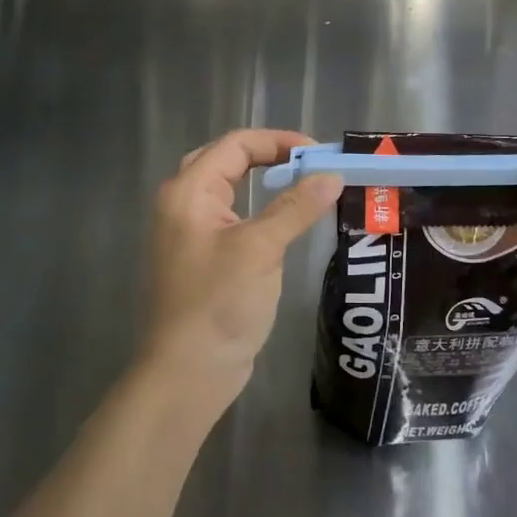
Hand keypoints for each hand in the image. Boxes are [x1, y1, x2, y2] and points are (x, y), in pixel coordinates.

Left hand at [143, 129, 342, 411]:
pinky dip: (260, 210)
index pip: (235, 145)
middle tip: (311, 164)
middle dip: (270, 156)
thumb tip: (332, 176)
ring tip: (304, 184)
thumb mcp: (260, 249)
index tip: (319, 153)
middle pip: (229, 160)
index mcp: (188, 192)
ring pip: (230, 189)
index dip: (278, 141)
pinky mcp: (203, 258)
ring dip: (265, 181)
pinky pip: (233, 218)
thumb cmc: (218, 304)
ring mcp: (190, 233)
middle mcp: (183, 204)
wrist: (186, 374)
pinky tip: (285, 220)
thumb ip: (295, 208)